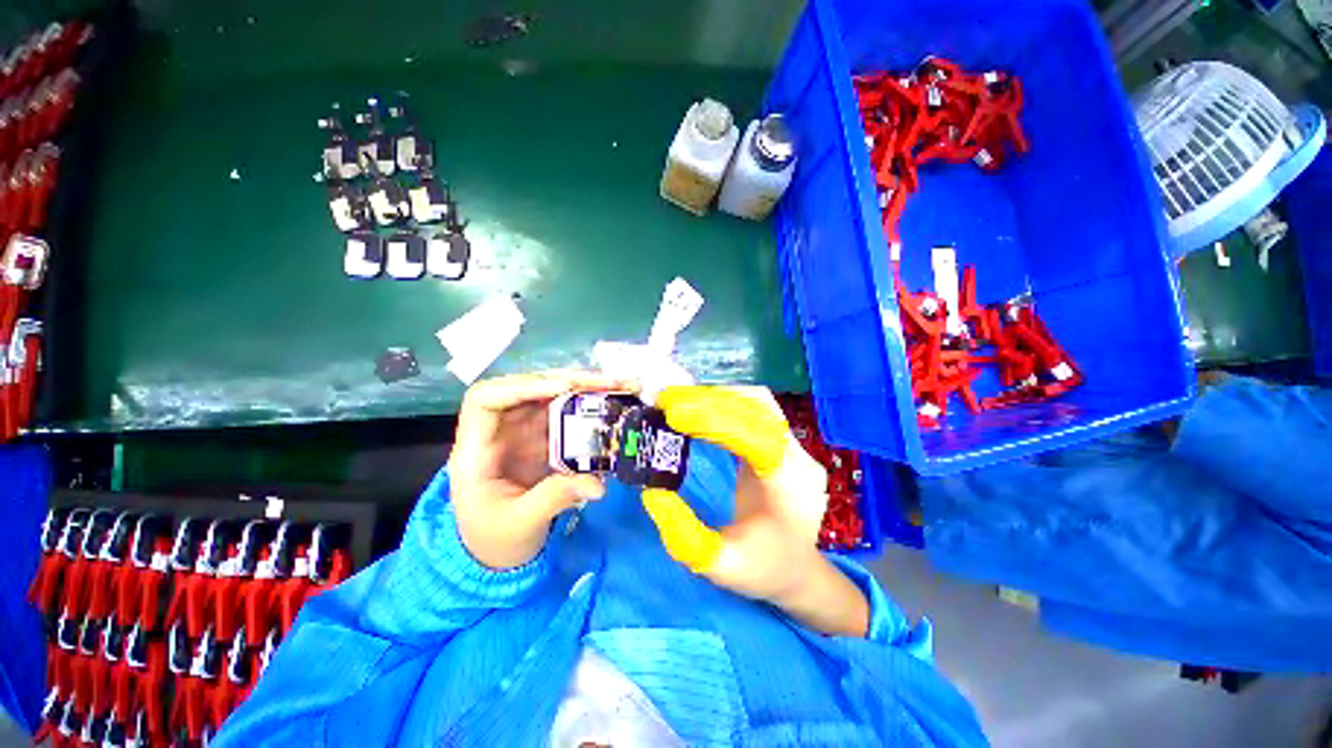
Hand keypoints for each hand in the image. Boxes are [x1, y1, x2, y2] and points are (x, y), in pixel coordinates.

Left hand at [450, 371, 633, 569]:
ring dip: (588, 387)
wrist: (496, 551)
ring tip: (623, 386)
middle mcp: (500, 430)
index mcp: (477, 450)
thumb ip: (555, 499)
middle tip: (610, 383)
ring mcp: (524, 430)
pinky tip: (616, 401)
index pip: (485, 400)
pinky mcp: (545, 436)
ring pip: (553, 395)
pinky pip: (568, 412)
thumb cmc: (495, 538)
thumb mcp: (521, 523)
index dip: (521, 387)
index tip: (562, 389)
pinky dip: (593, 404)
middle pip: (529, 389)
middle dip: (570, 380)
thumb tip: (597, 484)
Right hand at [641, 387, 869, 636]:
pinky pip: (752, 409)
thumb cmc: (764, 569)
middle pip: (757, 408)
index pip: (758, 437)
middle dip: (708, 400)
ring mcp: (792, 444)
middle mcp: (799, 456)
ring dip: (714, 396)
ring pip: (755, 402)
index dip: (716, 421)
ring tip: (675, 401)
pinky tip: (696, 408)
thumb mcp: (721, 567)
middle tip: (664, 401)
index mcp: (791, 486)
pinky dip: (721, 402)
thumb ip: (685, 537)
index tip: (674, 414)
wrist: (799, 568)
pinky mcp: (779, 440)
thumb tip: (652, 493)